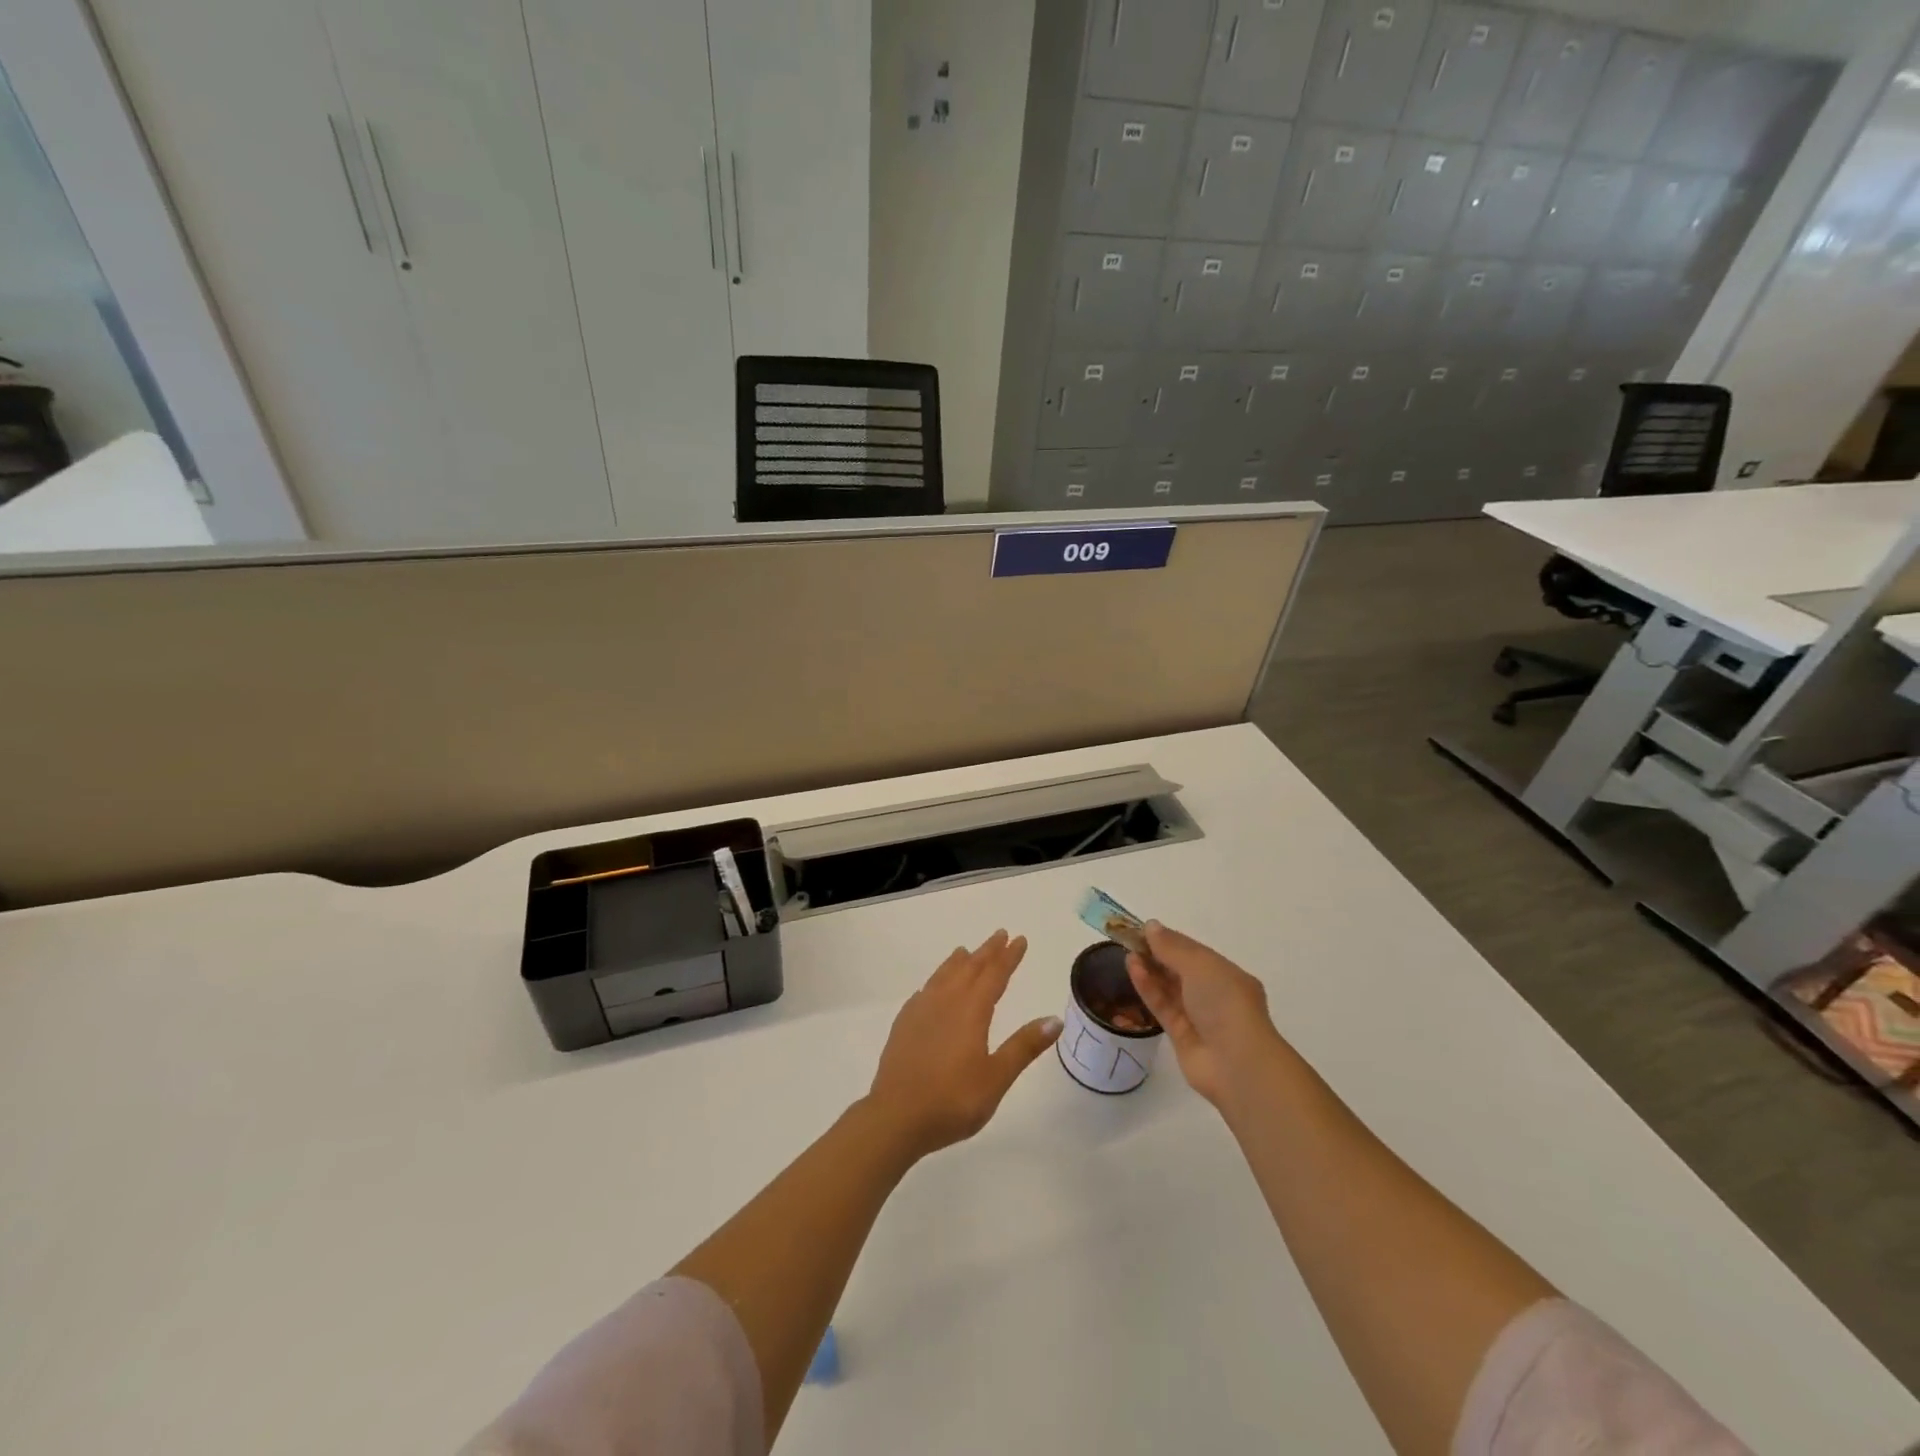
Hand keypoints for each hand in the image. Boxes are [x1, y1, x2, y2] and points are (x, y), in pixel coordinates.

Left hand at [864, 930, 1062, 1160]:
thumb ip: (1024, 1046)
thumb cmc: (953, 1099)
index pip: (995, 975)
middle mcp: (946, 1002)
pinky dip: (934, 982)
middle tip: (1000, 934)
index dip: (1009, 957)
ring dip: (958, 962)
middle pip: (969, 968)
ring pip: (943, 976)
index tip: (1020, 939)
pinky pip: (923, 992)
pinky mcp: (903, 1025)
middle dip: (987, 951)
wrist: (896, 1116)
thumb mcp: (997, 1077)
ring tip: (966, 951)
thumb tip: (1055, 1019)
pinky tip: (931, 989)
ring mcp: (921, 1011)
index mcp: (971, 1011)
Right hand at [1126, 922, 1281, 1109]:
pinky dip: (1148, 988)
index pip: (1195, 952)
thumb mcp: (1200, 965)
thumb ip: (1173, 946)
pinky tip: (1133, 970)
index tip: (1144, 929)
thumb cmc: (1225, 1003)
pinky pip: (1162, 1006)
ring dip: (1150, 970)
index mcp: (1227, 975)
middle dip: (1157, 955)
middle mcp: (1214, 994)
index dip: (1170, 940)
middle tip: (1130, 940)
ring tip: (1127, 953)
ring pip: (1169, 989)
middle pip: (1180, 970)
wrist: (1236, 1063)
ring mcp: (1198, 1017)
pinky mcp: (1181, 1035)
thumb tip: (1151, 925)